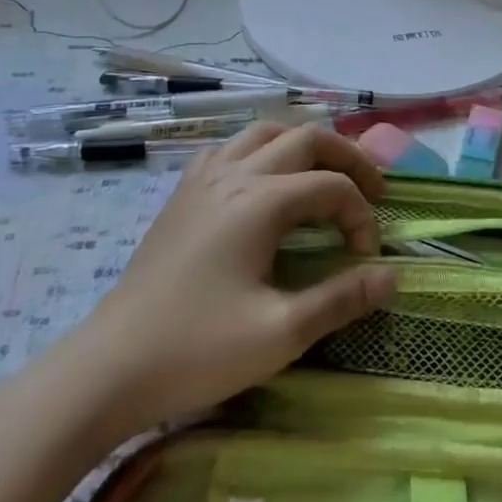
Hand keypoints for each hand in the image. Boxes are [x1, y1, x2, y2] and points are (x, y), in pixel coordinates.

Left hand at [57, 123, 397, 445]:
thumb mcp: (281, 332)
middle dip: (347, 158)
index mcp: (260, 202)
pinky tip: (262, 181)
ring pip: (265, 132)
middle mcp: (234, 176)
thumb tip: (392, 276)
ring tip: (324, 175)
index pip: (332, 187)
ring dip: (304, 146)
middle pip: (305, 138)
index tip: (366, 258)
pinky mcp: (182, 195)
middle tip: (371, 190)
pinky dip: (259, 151)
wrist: (108, 369)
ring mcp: (202, 180)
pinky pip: (228, 148)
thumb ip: (342, 298)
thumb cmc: (197, 350)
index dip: (361, 216)